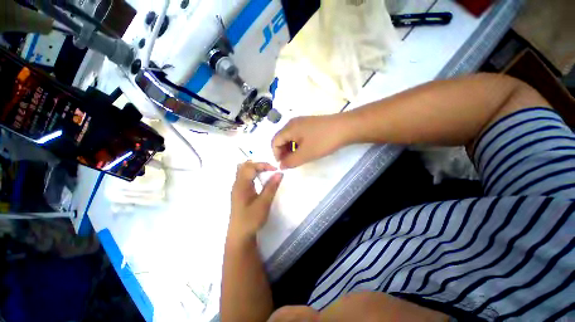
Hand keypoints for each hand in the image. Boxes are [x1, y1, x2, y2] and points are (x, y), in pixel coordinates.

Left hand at [229, 162, 282, 241]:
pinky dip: (254, 174)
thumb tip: (279, 173)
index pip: (251, 167)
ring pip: (244, 171)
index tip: (275, 170)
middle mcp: (237, 184)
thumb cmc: (251, 220)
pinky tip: (260, 180)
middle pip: (245, 166)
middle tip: (270, 169)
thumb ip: (271, 187)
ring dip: (256, 169)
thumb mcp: (263, 203)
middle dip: (259, 164)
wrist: (240, 235)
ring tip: (267, 172)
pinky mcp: (240, 192)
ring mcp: (237, 188)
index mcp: (241, 185)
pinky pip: (245, 177)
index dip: (263, 165)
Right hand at [272, 115, 349, 168]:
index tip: (283, 165)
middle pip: (282, 139)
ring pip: (291, 137)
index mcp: (289, 128)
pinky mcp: (310, 124)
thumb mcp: (305, 154)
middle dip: (283, 152)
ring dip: (291, 149)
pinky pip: (299, 135)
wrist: (345, 127)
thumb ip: (290, 162)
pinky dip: (298, 144)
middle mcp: (293, 123)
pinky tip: (306, 150)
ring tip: (298, 158)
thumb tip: (281, 166)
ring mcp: (302, 122)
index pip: (274, 142)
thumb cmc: (323, 141)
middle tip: (291, 163)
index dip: (276, 155)